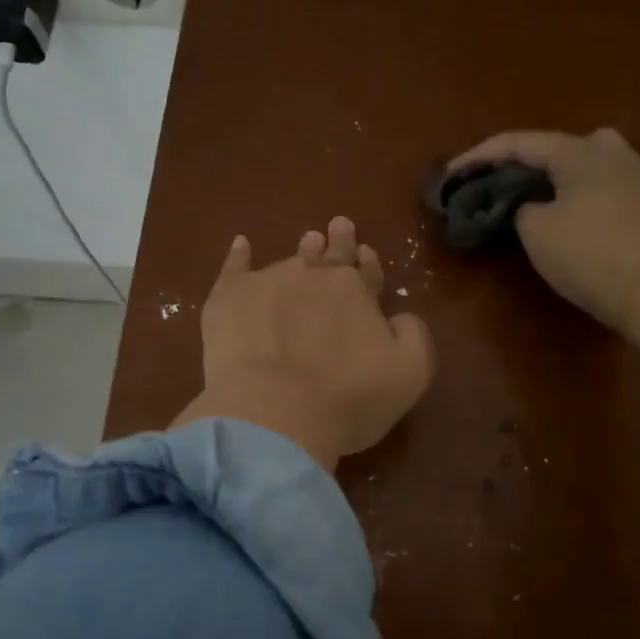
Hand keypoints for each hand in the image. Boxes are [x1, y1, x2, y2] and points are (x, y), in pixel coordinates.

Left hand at [171, 218, 435, 472]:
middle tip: (339, 226)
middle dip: (338, 243)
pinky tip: (241, 244)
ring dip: (302, 251)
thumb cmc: (349, 397)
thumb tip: (398, 317)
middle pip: (329, 256)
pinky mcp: (227, 300)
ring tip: (308, 240)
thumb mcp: (410, 372)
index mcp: (356, 291)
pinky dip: (239, 255)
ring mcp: (267, 284)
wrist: (274, 412)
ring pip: (289, 261)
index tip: (366, 254)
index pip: (365, 271)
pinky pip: (234, 269)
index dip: (368, 264)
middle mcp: (312, 277)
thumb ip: (411, 334)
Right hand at [448, 128, 639, 336]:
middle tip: (497, 184)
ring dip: (556, 179)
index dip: (480, 157)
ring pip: (585, 167)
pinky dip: (582, 196)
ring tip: (534, 198)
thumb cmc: (587, 253)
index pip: (519, 144)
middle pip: (556, 150)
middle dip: (523, 165)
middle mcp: (612, 150)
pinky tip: (574, 212)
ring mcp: (639, 174)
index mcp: (579, 150)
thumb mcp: (535, 230)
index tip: (452, 173)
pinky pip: (606, 189)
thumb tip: (532, 205)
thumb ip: (521, 207)